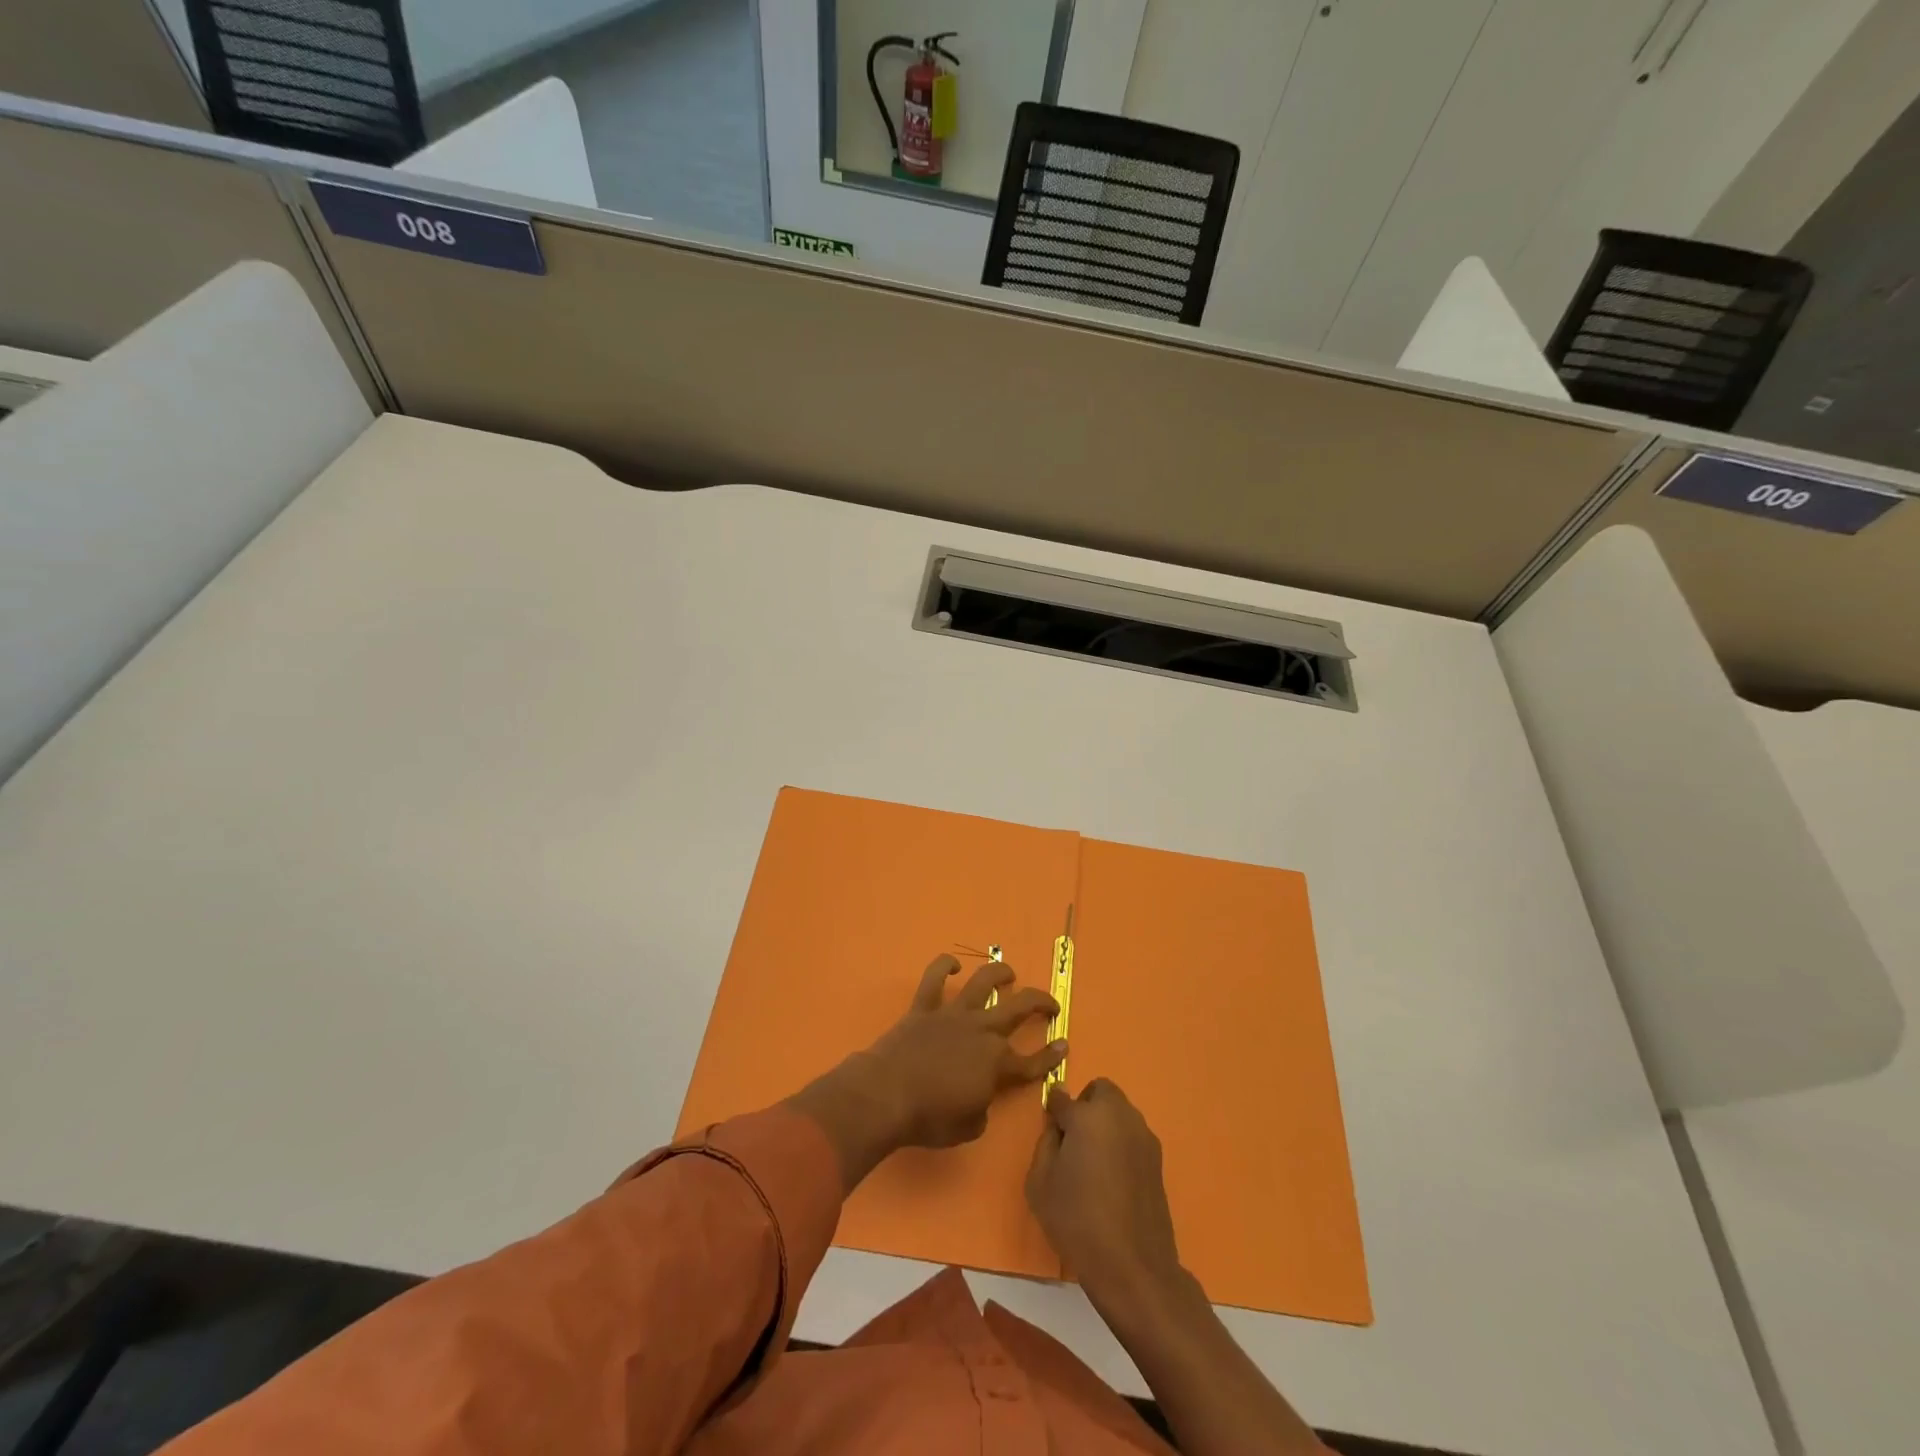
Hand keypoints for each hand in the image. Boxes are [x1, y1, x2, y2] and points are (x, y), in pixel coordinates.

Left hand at [789, 955, 1063, 1189]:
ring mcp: (953, 1015)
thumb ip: (982, 1109)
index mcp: (997, 1063)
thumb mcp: (968, 1127)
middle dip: (1039, 1003)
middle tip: (1051, 1003)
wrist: (887, 1095)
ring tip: (1009, 972)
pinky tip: (952, 964)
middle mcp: (981, 1031)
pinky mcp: (925, 1007)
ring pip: (982, 983)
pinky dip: (943, 966)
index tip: (1063, 1046)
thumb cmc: (929, 1119)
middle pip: (1018, 1009)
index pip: (1032, 1061)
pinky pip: (934, 979)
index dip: (1050, 1056)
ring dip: (999, 973)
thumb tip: (980, 1098)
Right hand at [1026, 1079, 1182, 1310]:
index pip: (1063, 1098)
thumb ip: (1046, 1142)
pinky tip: (1113, 1180)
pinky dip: (1121, 1145)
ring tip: (1094, 1164)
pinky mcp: (1158, 1160)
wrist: (1133, 1267)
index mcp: (1089, 1116)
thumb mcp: (1040, 1182)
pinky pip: (1133, 1137)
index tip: (1051, 1128)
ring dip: (1105, 1124)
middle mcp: (1120, 1116)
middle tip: (1074, 1141)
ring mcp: (1144, 1137)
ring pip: (1120, 1113)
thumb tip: (1058, 1125)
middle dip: (1086, 1106)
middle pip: (1101, 1092)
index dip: (1054, 1111)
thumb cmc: (1077, 1220)